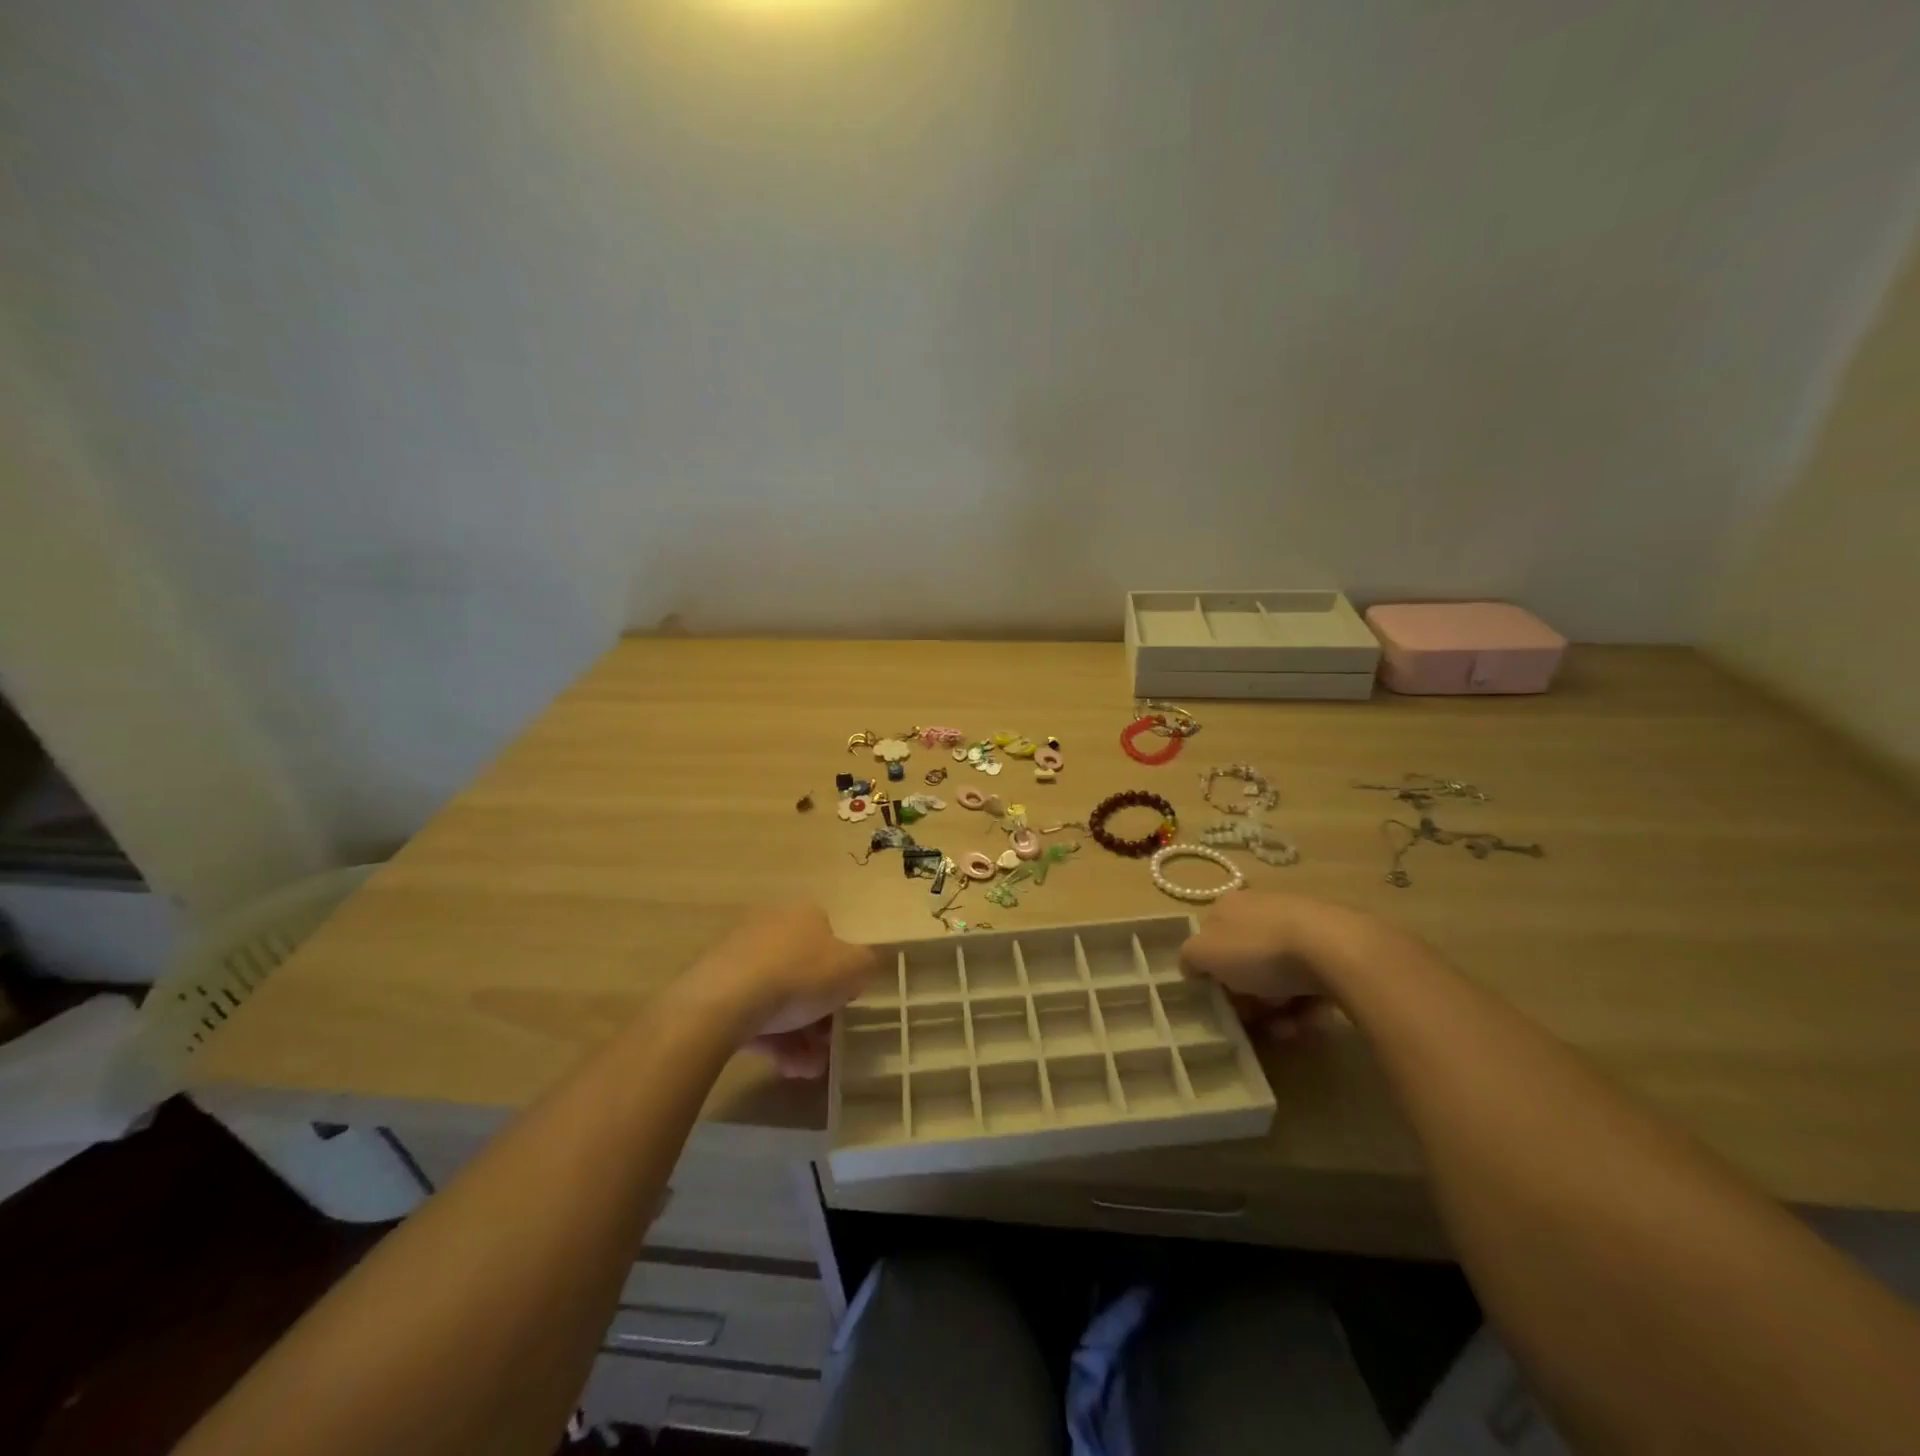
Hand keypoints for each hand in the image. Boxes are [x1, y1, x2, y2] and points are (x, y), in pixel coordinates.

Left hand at [681, 902, 881, 1077]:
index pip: (830, 940)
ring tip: (806, 1068)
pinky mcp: (715, 988)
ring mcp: (739, 957)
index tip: (846, 1006)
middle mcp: (771, 927)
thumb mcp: (854, 968)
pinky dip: (771, 1040)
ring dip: (798, 1036)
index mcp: (804, 915)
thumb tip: (859, 969)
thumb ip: (866, 965)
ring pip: (778, 999)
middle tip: (828, 1044)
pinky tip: (784, 1067)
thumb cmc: (800, 975)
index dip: (843, 975)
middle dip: (820, 1014)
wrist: (725, 1000)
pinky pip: (752, 1013)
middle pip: (804, 973)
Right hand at [1180, 892, 1396, 1042]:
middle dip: (1248, 996)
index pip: (1211, 939)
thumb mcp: (1204, 953)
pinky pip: (1311, 980)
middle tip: (1255, 1019)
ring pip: (1279, 975)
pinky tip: (1310, 1021)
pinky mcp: (1334, 945)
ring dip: (1278, 1008)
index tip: (1222, 999)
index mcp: (1229, 905)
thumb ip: (1189, 958)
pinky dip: (1307, 1004)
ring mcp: (1301, 924)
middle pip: (1246, 960)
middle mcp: (1263, 908)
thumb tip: (1191, 967)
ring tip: (1287, 1030)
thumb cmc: (1259, 950)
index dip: (1213, 972)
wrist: (1334, 949)